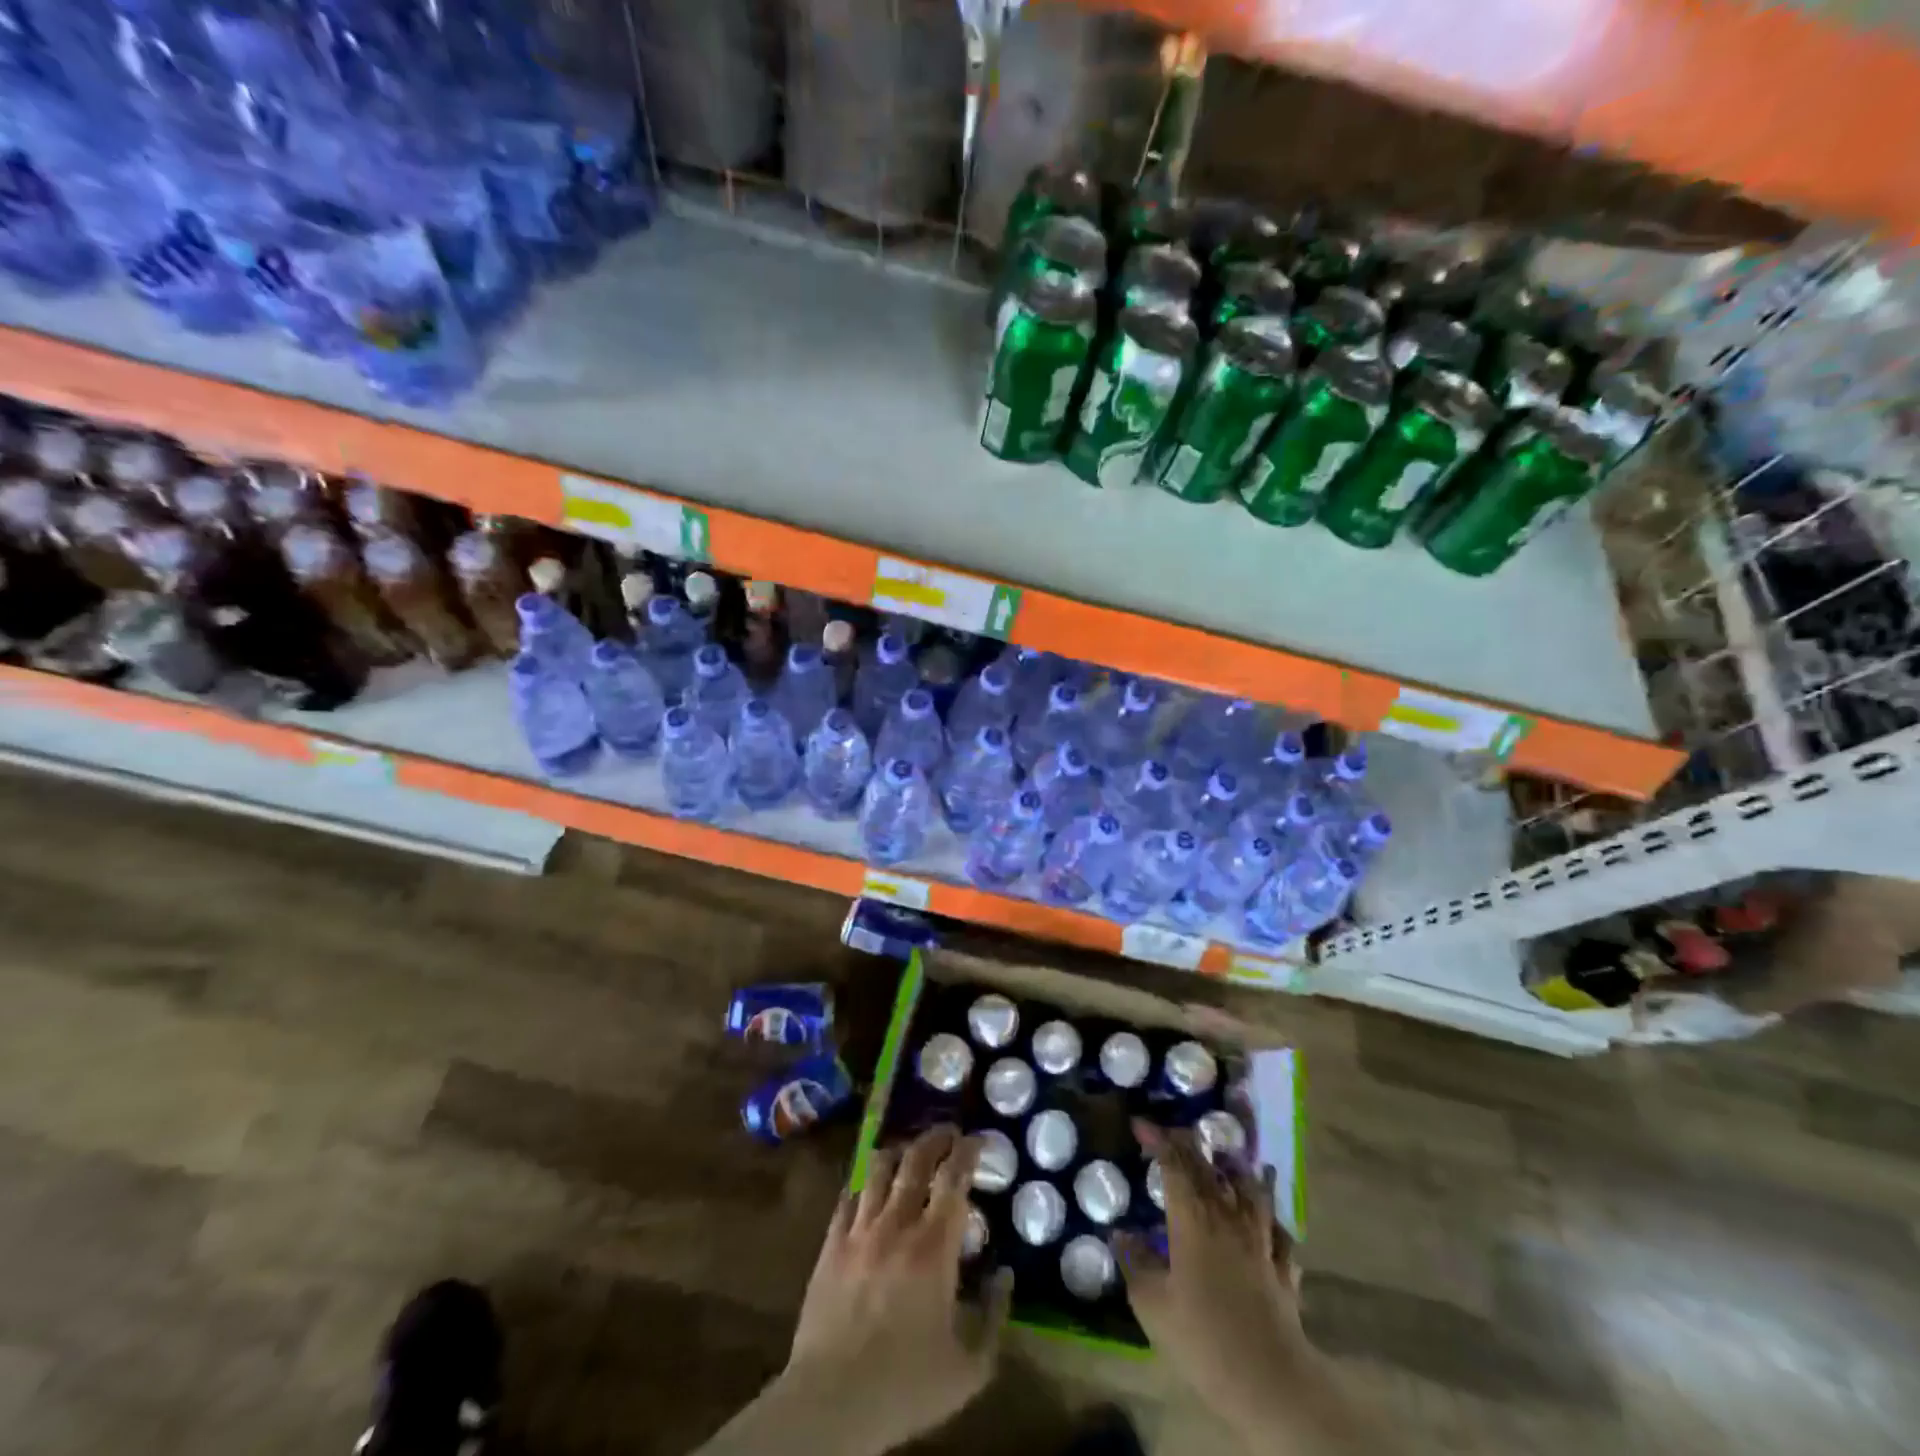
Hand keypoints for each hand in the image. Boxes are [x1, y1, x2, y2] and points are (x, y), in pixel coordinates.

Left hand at [785, 1126, 1010, 1454]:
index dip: (968, 1151)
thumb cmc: (906, 1385)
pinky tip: (871, 1186)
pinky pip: (849, 1196)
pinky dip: (866, 1183)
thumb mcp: (970, 1367)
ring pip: (879, 1168)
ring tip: (910, 1150)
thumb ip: (995, 1316)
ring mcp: (859, 1230)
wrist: (832, 1402)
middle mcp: (897, 1224)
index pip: (954, 1177)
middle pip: (916, 1159)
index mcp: (934, 1246)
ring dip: (900, 1152)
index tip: (978, 1139)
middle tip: (949, 1132)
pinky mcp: (831, 1244)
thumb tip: (1006, 1275)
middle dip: (936, 1138)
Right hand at [1113, 1119, 1306, 1432]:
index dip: (1157, 1138)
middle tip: (1172, 1135)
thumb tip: (1120, 1232)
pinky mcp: (1284, 1268)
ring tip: (1226, 1160)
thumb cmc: (1203, 1337)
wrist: (1271, 1382)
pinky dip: (1270, 1216)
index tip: (1140, 1124)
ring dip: (1235, 1170)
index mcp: (1193, 1218)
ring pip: (1250, 1190)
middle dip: (1188, 1145)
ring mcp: (1261, 1240)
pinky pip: (1279, 1230)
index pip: (1174, 1163)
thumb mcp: (1151, 1304)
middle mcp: (1228, 1217)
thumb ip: (1134, 1262)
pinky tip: (1267, 1218)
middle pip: (1209, 1168)